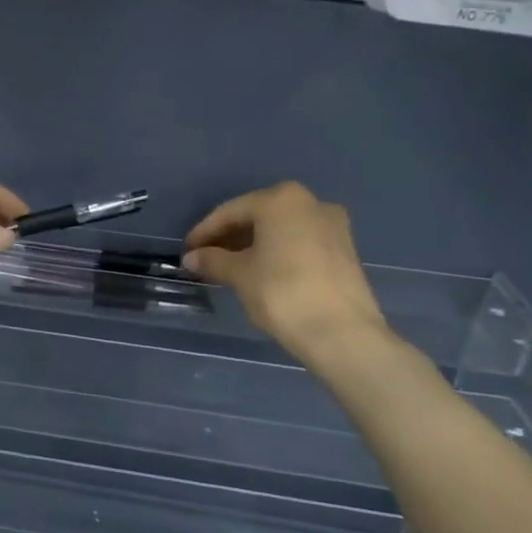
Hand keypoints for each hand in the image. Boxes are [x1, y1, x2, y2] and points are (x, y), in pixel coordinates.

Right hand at [183, 181, 389, 366]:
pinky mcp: (344, 248)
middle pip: (257, 216)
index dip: (204, 232)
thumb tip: (192, 257)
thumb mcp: (239, 274)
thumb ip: (212, 260)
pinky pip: (299, 241)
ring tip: (230, 267)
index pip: (229, 212)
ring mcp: (332, 224)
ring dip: (253, 244)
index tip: (187, 252)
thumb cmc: (282, 292)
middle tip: (206, 258)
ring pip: (280, 229)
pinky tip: (261, 271)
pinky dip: (276, 251)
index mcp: (280, 199)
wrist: (342, 332)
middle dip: (229, 237)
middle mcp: (309, 202)